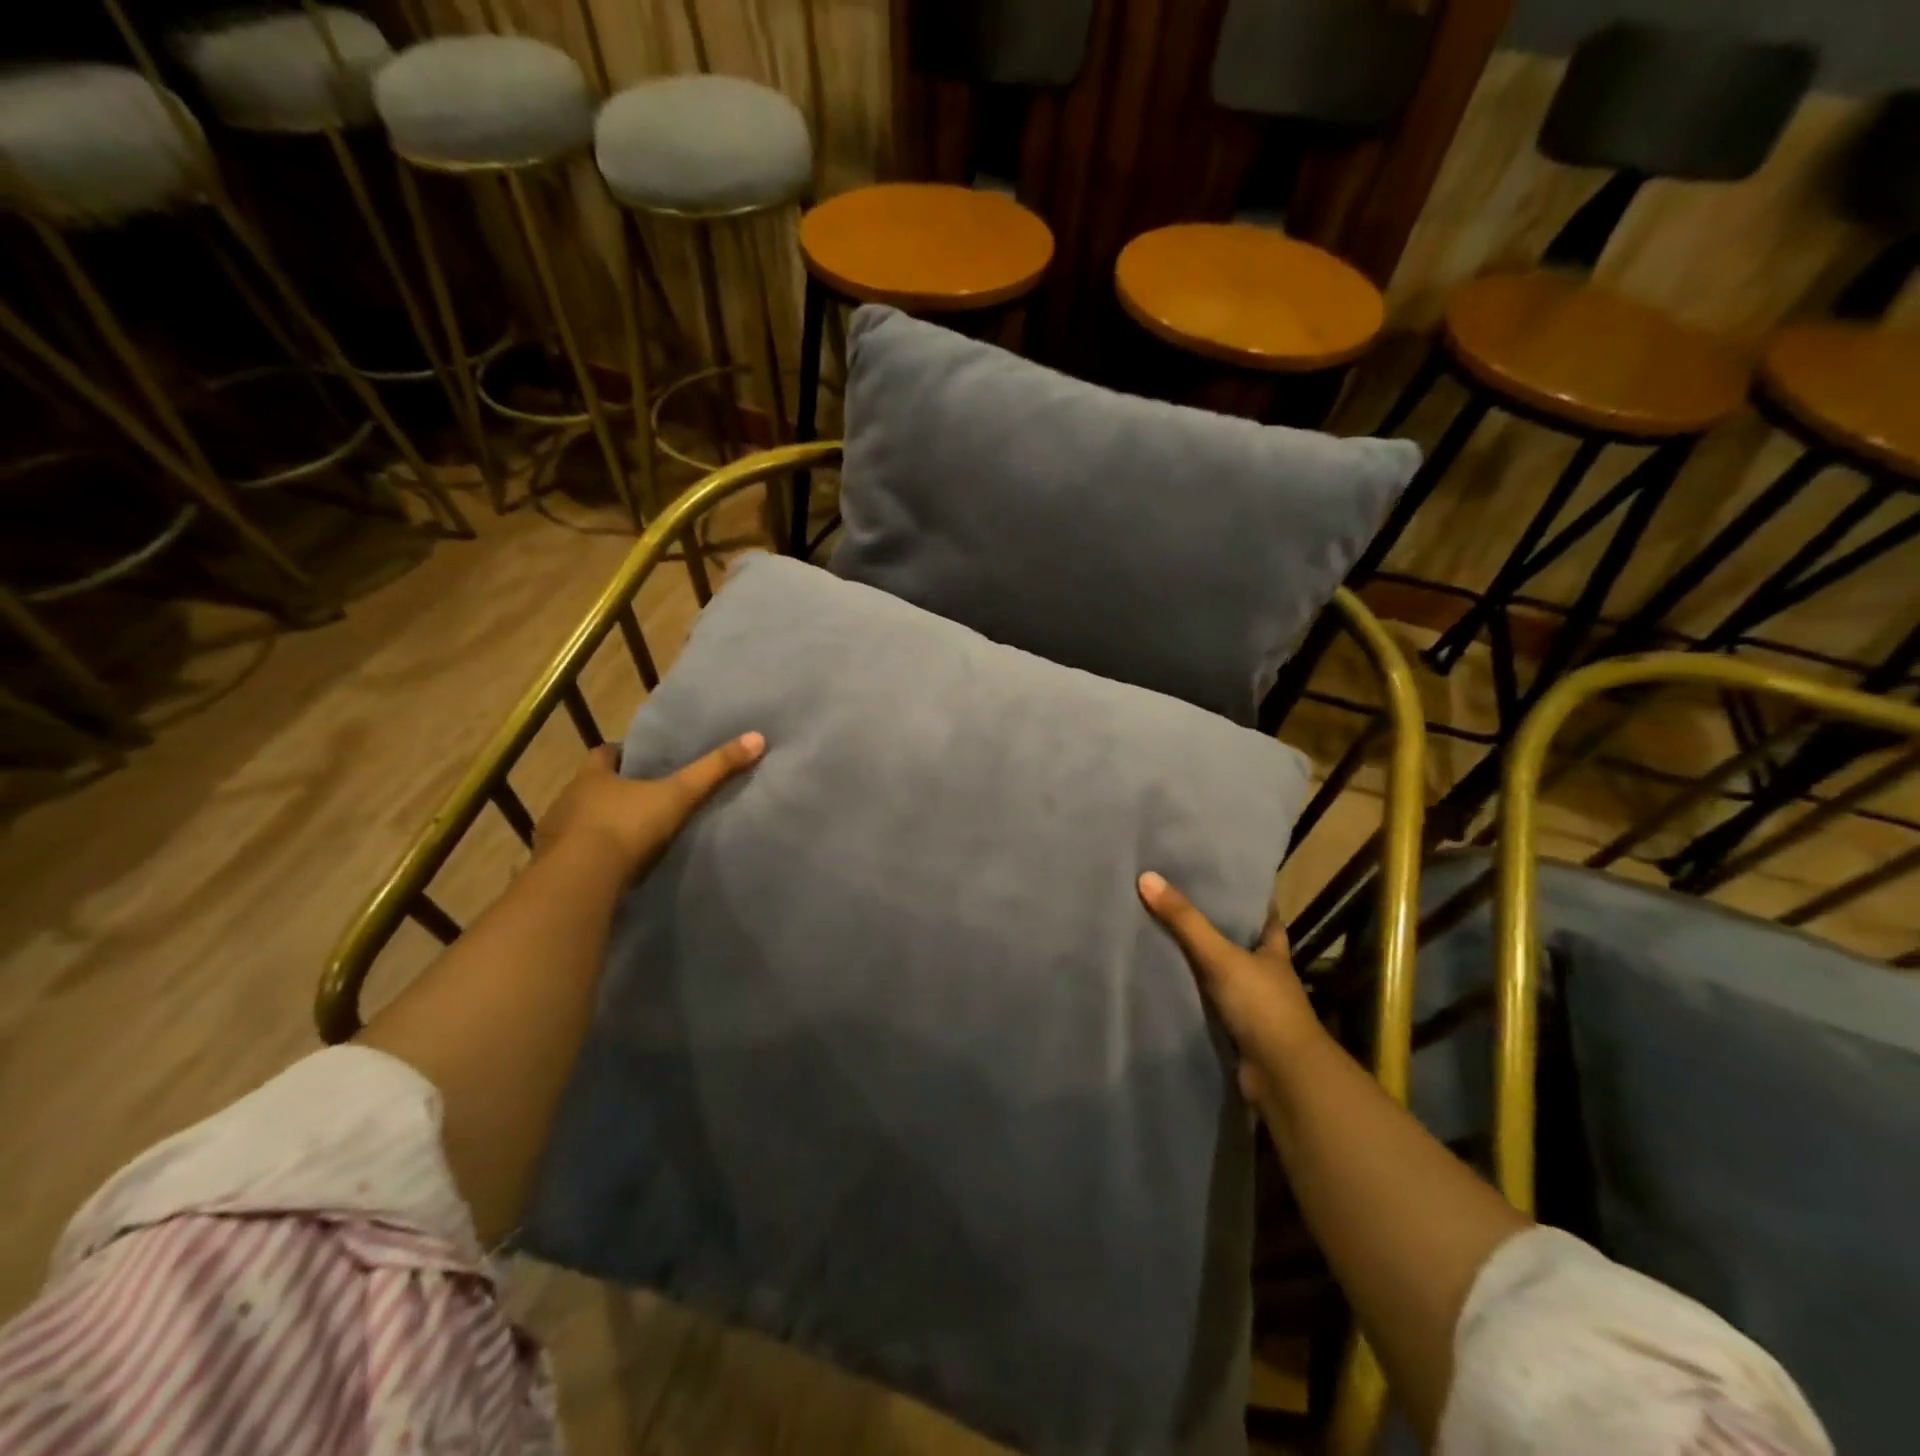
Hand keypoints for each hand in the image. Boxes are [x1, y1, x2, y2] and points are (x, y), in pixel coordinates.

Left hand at [535, 733, 764, 880]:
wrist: (579, 881)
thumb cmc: (626, 827)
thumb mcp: (678, 795)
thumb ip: (714, 770)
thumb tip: (757, 738)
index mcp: (592, 776)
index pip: (604, 754)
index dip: (622, 755)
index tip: (642, 761)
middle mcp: (567, 799)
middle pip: (589, 788)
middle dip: (610, 792)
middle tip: (641, 800)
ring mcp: (553, 836)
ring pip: (577, 823)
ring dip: (595, 827)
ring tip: (626, 838)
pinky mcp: (551, 869)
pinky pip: (570, 857)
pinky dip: (587, 859)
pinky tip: (608, 870)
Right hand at [1138, 871, 1323, 1104]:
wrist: (1282, 1076)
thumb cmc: (1262, 1006)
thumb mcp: (1221, 956)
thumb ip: (1185, 921)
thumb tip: (1146, 877)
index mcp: (1273, 951)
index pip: (1263, 916)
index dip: (1245, 898)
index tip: (1218, 879)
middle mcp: (1265, 974)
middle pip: (1239, 943)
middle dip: (1214, 927)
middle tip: (1175, 902)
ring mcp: (1252, 1005)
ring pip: (1221, 973)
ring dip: (1198, 962)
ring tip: (1159, 935)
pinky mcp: (1236, 1030)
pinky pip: (1208, 1002)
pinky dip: (1191, 993)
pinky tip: (1165, 981)